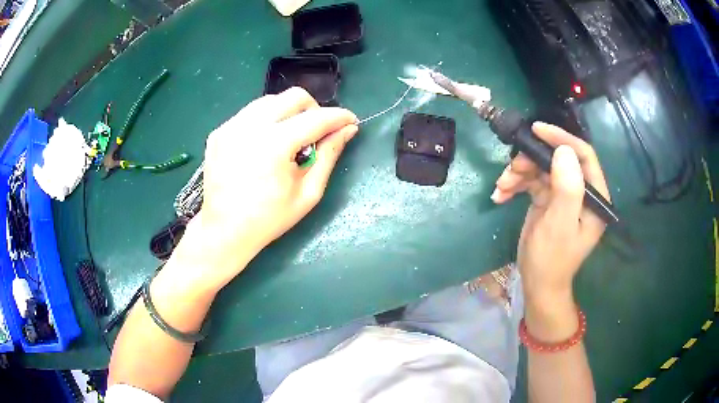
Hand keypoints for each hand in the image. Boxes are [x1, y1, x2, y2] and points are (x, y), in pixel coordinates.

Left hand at [172, 88, 357, 290]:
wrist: (224, 230)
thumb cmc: (269, 218)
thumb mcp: (308, 192)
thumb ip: (329, 155)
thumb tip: (348, 129)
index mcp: (275, 144)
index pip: (316, 118)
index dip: (339, 117)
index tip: (351, 121)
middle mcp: (250, 126)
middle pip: (294, 96)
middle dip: (314, 109)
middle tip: (317, 132)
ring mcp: (231, 126)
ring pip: (270, 100)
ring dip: (289, 112)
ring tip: (290, 137)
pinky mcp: (219, 131)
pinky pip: (250, 113)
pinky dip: (266, 120)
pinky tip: (265, 143)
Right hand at [492, 122, 609, 307]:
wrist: (538, 284)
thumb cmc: (552, 259)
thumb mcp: (560, 225)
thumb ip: (568, 187)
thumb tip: (562, 150)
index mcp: (594, 196)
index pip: (583, 156)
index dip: (562, 138)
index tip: (537, 130)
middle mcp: (580, 191)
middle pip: (558, 159)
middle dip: (533, 160)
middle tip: (512, 169)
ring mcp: (562, 194)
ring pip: (541, 168)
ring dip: (519, 173)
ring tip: (501, 186)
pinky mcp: (547, 199)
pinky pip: (531, 181)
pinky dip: (514, 184)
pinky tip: (500, 195)